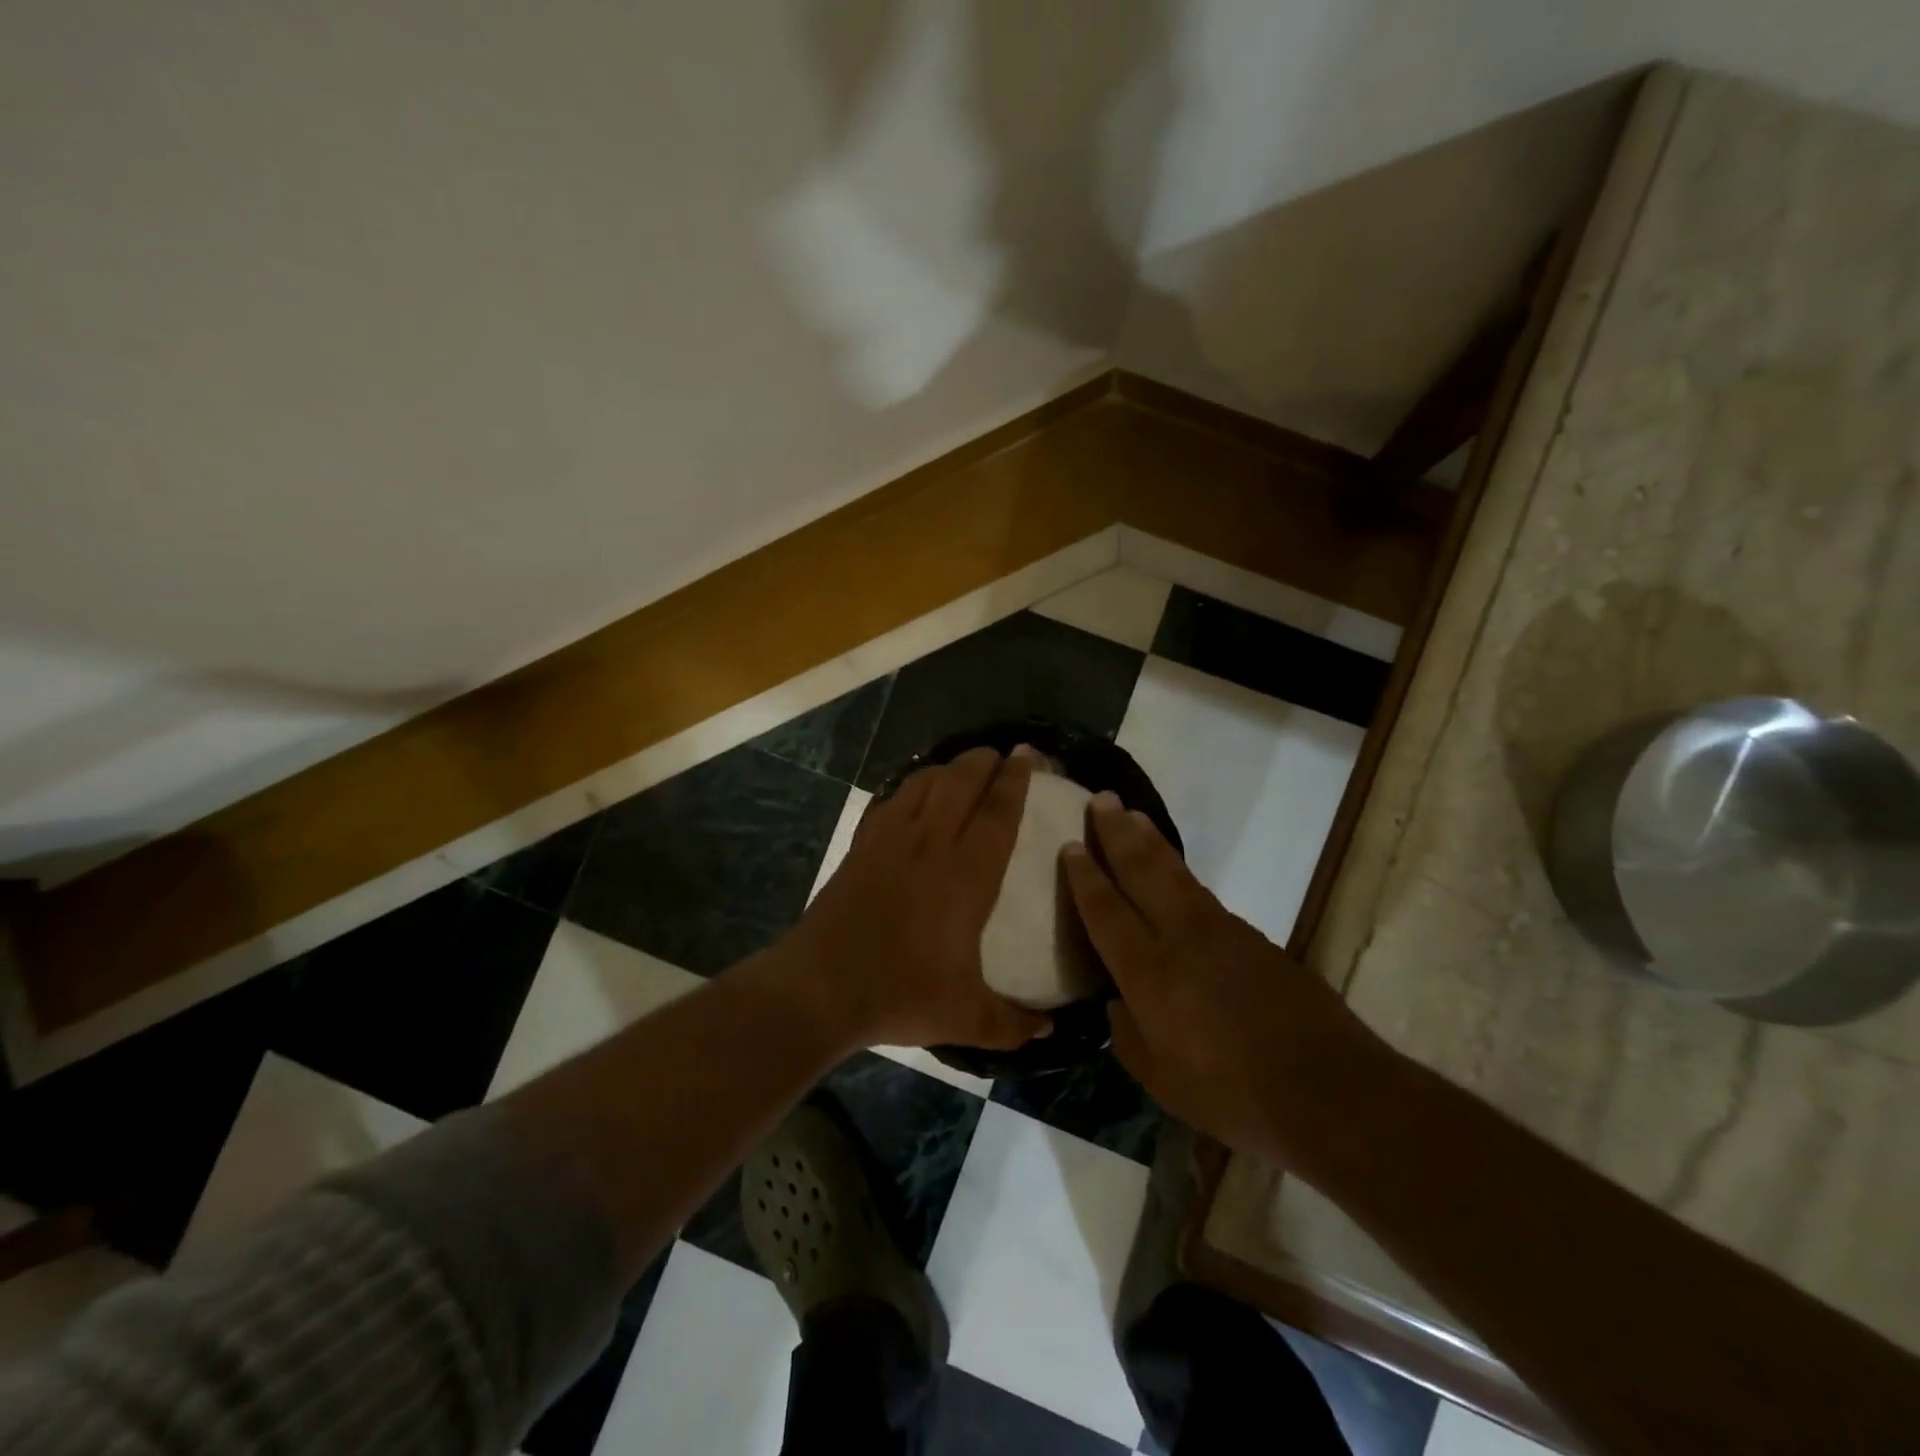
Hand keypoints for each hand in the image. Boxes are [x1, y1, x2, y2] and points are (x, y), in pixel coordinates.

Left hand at [784, 746, 1052, 1051]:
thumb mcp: (965, 1019)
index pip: (998, 811)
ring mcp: (890, 839)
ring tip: (963, 770)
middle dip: (985, 759)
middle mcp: (930, 843)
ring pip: (924, 781)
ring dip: (948, 768)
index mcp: (966, 875)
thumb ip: (1013, 1025)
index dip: (1017, 779)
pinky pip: (892, 799)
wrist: (819, 988)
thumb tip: (1049, 1031)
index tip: (1029, 756)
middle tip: (1003, 754)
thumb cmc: (898, 993)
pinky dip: (911, 786)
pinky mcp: (861, 845)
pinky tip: (915, 797)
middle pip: (961, 780)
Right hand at [1061, 794, 1390, 1163]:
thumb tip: (1117, 1004)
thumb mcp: (1163, 1081)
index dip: (1085, 877)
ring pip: (1175, 874)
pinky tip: (1174, 872)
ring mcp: (1221, 932)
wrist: (1330, 1090)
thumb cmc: (1234, 1095)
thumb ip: (1129, 1036)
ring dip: (1150, 842)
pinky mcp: (1253, 937)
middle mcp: (1181, 938)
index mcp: (1149, 973)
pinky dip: (1180, 872)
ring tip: (1132, 815)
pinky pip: (1203, 893)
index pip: (1106, 911)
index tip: (1070, 845)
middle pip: (1142, 872)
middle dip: (1117, 834)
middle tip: (1101, 800)